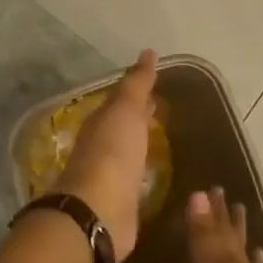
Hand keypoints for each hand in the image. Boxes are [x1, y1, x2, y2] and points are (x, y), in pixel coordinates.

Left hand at [57, 50, 157, 261]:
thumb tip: (148, 52)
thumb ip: (136, 84)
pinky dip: (143, 175)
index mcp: (101, 123)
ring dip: (141, 147)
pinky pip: (134, 183)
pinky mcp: (120, 205)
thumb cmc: (112, 153)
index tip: (156, 88)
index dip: (137, 94)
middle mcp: (101, 148)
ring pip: (127, 155)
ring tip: (163, 143)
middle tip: (161, 111)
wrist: (99, 210)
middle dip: (138, 119)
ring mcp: (109, 178)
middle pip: (122, 128)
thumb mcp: (125, 110)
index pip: (120, 103)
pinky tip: (155, 178)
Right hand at [186, 188, 262, 262]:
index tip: (215, 188)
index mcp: (232, 261)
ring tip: (253, 245)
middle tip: (235, 204)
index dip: (218, 209)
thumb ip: (204, 235)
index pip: (223, 227)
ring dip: (246, 255)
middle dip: (234, 226)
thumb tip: (200, 193)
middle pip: (238, 245)